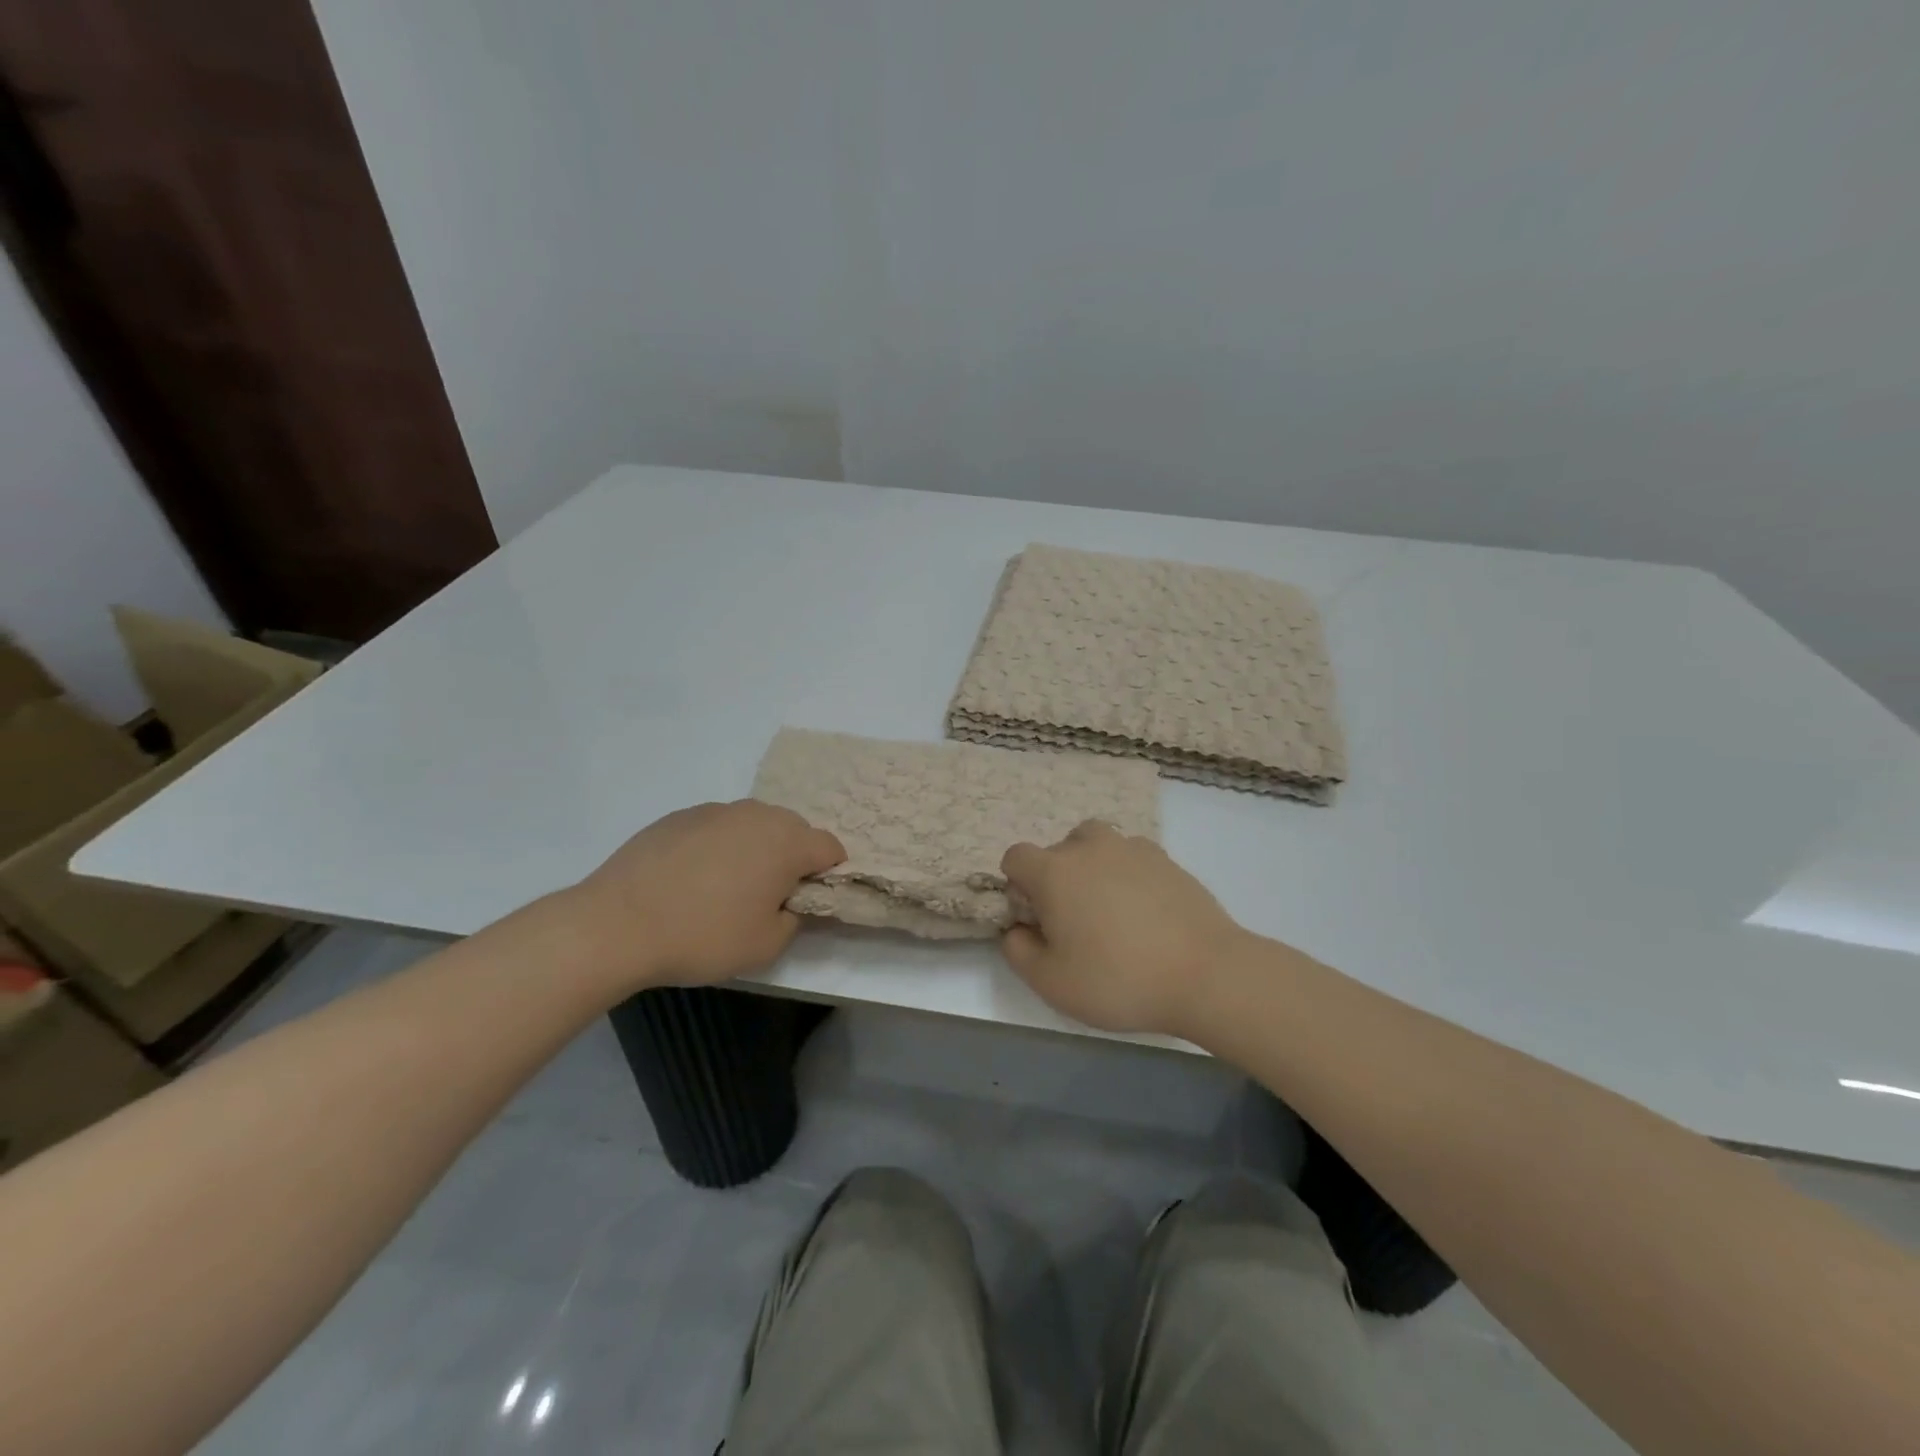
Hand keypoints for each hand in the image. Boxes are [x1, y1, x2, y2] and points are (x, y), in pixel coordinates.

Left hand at [567, 800, 844, 990]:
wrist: (617, 923)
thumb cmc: (703, 936)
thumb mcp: (765, 946)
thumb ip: (794, 920)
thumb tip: (790, 903)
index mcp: (787, 842)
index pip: (830, 847)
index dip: (829, 873)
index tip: (809, 899)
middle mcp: (757, 815)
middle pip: (793, 830)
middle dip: (792, 857)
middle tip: (768, 896)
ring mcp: (716, 811)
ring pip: (753, 825)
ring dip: (754, 849)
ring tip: (726, 887)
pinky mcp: (680, 816)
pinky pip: (716, 828)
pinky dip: (717, 847)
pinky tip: (691, 879)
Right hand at [1000, 821, 1251, 1035]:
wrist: (1206, 973)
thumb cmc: (1119, 979)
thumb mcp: (1051, 983)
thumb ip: (1018, 952)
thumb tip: (1018, 930)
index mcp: (1054, 871)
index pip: (1016, 857)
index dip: (1017, 886)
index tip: (1036, 919)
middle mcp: (1089, 848)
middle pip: (1057, 849)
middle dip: (1055, 879)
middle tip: (1074, 923)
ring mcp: (1132, 848)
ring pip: (1097, 845)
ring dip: (1092, 869)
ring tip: (1108, 910)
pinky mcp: (1167, 859)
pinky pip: (1132, 857)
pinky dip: (1127, 874)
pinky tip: (1144, 912)